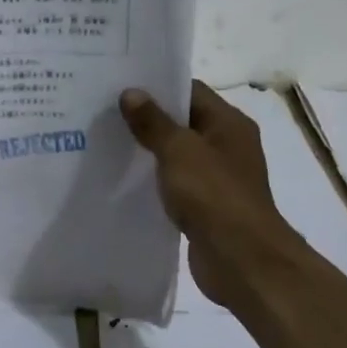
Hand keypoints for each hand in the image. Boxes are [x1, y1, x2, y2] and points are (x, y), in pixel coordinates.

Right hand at [120, 81, 301, 309]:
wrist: (241, 260)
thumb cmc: (213, 195)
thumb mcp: (178, 151)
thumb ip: (153, 122)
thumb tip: (131, 93)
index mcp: (229, 123)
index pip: (191, 91)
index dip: (158, 87)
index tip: (120, 87)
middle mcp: (228, 145)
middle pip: (185, 123)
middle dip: (149, 120)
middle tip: (106, 115)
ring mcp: (220, 178)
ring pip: (179, 156)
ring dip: (151, 153)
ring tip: (109, 145)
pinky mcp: (208, 207)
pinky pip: (178, 185)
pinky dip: (157, 182)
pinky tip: (127, 183)